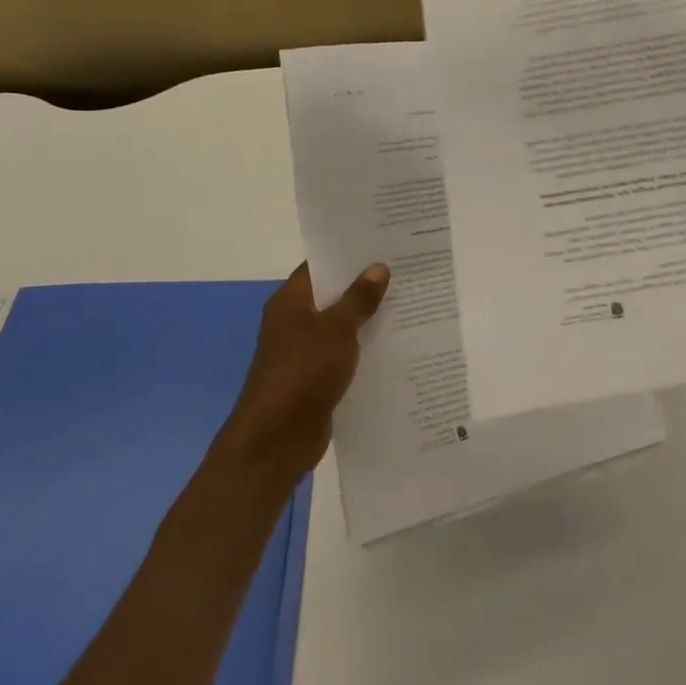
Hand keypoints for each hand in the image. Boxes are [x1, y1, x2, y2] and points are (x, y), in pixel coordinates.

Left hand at [217, 262, 388, 485]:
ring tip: (410, 303)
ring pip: (341, 326)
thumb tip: (378, 267)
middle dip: (365, 286)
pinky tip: (396, 344)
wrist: (276, 440)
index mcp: (291, 301)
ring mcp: (304, 352)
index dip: (349, 254)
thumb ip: (358, 298)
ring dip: (368, 319)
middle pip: (333, 295)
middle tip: (406, 270)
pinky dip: (365, 349)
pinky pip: (345, 354)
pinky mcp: (316, 379)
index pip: (320, 266)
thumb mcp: (336, 329)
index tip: (383, 244)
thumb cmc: (303, 372)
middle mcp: (294, 322)